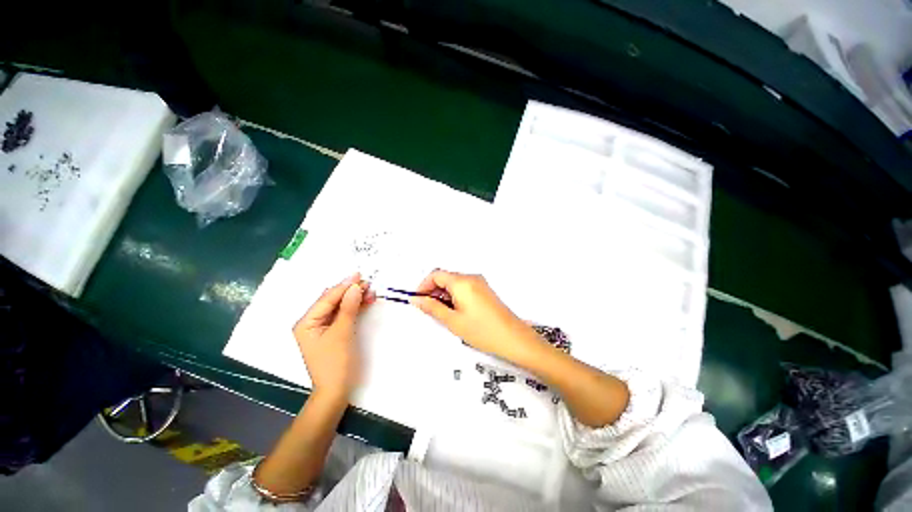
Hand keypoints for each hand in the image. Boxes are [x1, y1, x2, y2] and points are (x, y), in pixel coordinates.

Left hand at [293, 273, 375, 398]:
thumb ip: (348, 308)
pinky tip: (366, 301)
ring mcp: (323, 327)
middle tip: (368, 283)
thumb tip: (355, 287)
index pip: (327, 298)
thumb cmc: (335, 363)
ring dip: (355, 298)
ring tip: (371, 292)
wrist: (336, 391)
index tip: (359, 275)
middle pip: (333, 300)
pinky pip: (344, 314)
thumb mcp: (341, 333)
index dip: (343, 286)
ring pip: (340, 306)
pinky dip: (355, 307)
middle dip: (350, 291)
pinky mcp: (334, 331)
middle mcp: (312, 322)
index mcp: (306, 322)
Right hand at [411, 270, 540, 361]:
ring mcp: (480, 283)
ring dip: (444, 294)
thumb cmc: (483, 331)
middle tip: (428, 309)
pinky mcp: (484, 290)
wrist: (513, 338)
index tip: (418, 299)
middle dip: (433, 290)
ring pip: (454, 283)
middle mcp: (471, 277)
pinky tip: (455, 311)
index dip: (423, 286)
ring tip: (442, 313)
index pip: (436, 274)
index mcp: (462, 282)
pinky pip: (464, 287)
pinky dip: (454, 295)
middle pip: (445, 277)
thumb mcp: (453, 321)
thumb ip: (432, 307)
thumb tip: (416, 299)